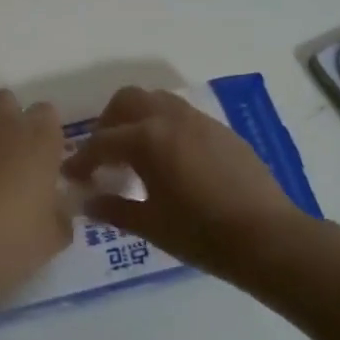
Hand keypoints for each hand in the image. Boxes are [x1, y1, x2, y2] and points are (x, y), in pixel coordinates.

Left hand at [0, 90, 72, 317]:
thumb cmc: (6, 241)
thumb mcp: (52, 239)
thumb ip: (60, 213)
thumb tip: (56, 204)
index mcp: (37, 139)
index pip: (47, 113)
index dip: (46, 134)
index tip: (45, 162)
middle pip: (7, 102)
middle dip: (10, 122)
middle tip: (12, 163)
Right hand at [60, 86, 315, 281]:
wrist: (269, 238)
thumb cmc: (201, 234)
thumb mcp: (150, 225)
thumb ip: (113, 209)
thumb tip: (87, 202)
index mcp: (147, 139)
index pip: (101, 142)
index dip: (81, 160)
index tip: (70, 177)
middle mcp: (171, 119)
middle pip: (127, 101)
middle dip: (108, 124)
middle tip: (103, 155)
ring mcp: (201, 122)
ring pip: (158, 101)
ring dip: (138, 119)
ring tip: (136, 153)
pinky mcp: (223, 132)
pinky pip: (183, 116)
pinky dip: (165, 128)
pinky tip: (171, 161)